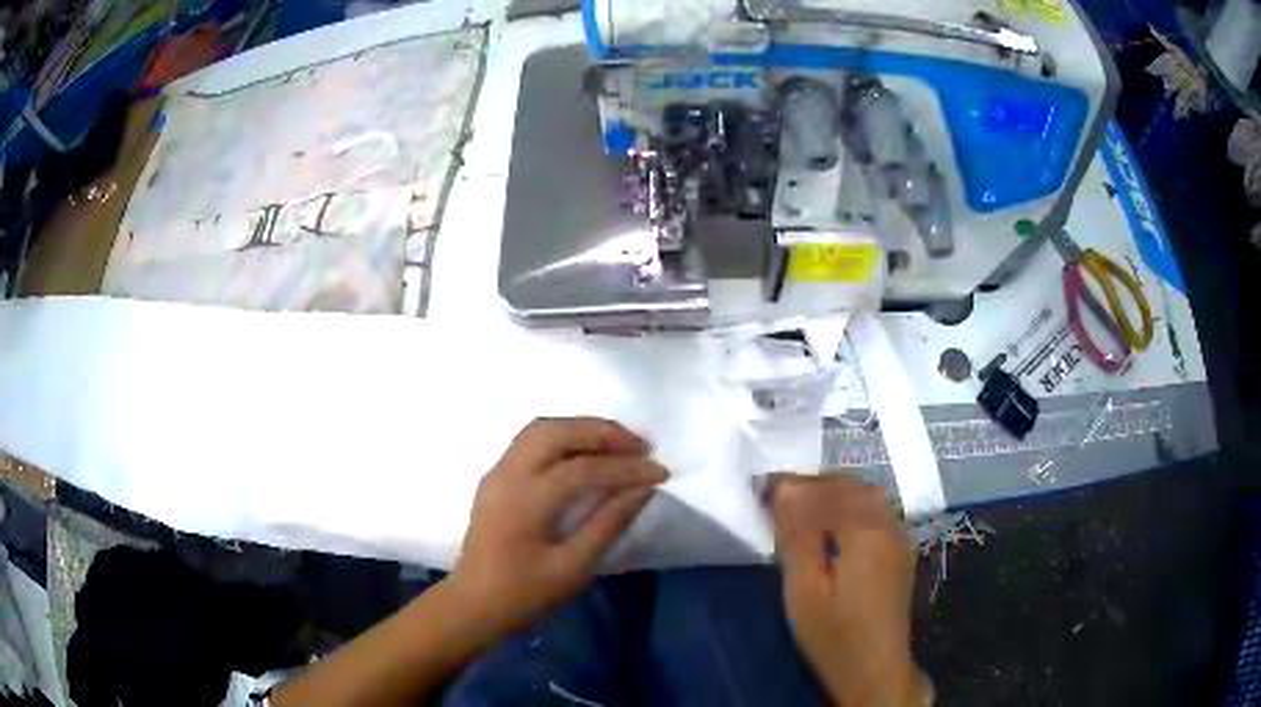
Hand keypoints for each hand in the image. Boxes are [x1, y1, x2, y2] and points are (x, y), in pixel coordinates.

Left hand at [449, 417, 667, 632]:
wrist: (473, 602)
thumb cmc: (524, 593)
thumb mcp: (573, 569)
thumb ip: (608, 525)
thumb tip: (642, 490)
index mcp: (524, 502)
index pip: (582, 469)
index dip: (625, 468)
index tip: (661, 472)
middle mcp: (507, 475)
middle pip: (556, 432)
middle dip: (603, 432)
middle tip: (641, 446)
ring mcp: (497, 471)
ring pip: (541, 428)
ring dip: (582, 428)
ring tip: (619, 444)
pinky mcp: (496, 475)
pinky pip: (531, 440)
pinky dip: (564, 436)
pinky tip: (587, 452)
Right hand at [771, 475, 929, 706]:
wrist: (875, 668)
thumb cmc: (833, 634)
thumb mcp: (804, 590)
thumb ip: (798, 537)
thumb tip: (788, 491)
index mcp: (865, 531)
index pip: (826, 491)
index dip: (793, 486)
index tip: (764, 490)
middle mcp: (888, 525)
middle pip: (851, 486)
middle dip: (815, 485)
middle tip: (780, 498)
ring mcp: (899, 538)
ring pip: (867, 496)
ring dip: (834, 494)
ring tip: (802, 510)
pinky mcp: (900, 552)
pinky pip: (876, 512)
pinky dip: (851, 507)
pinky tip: (833, 527)